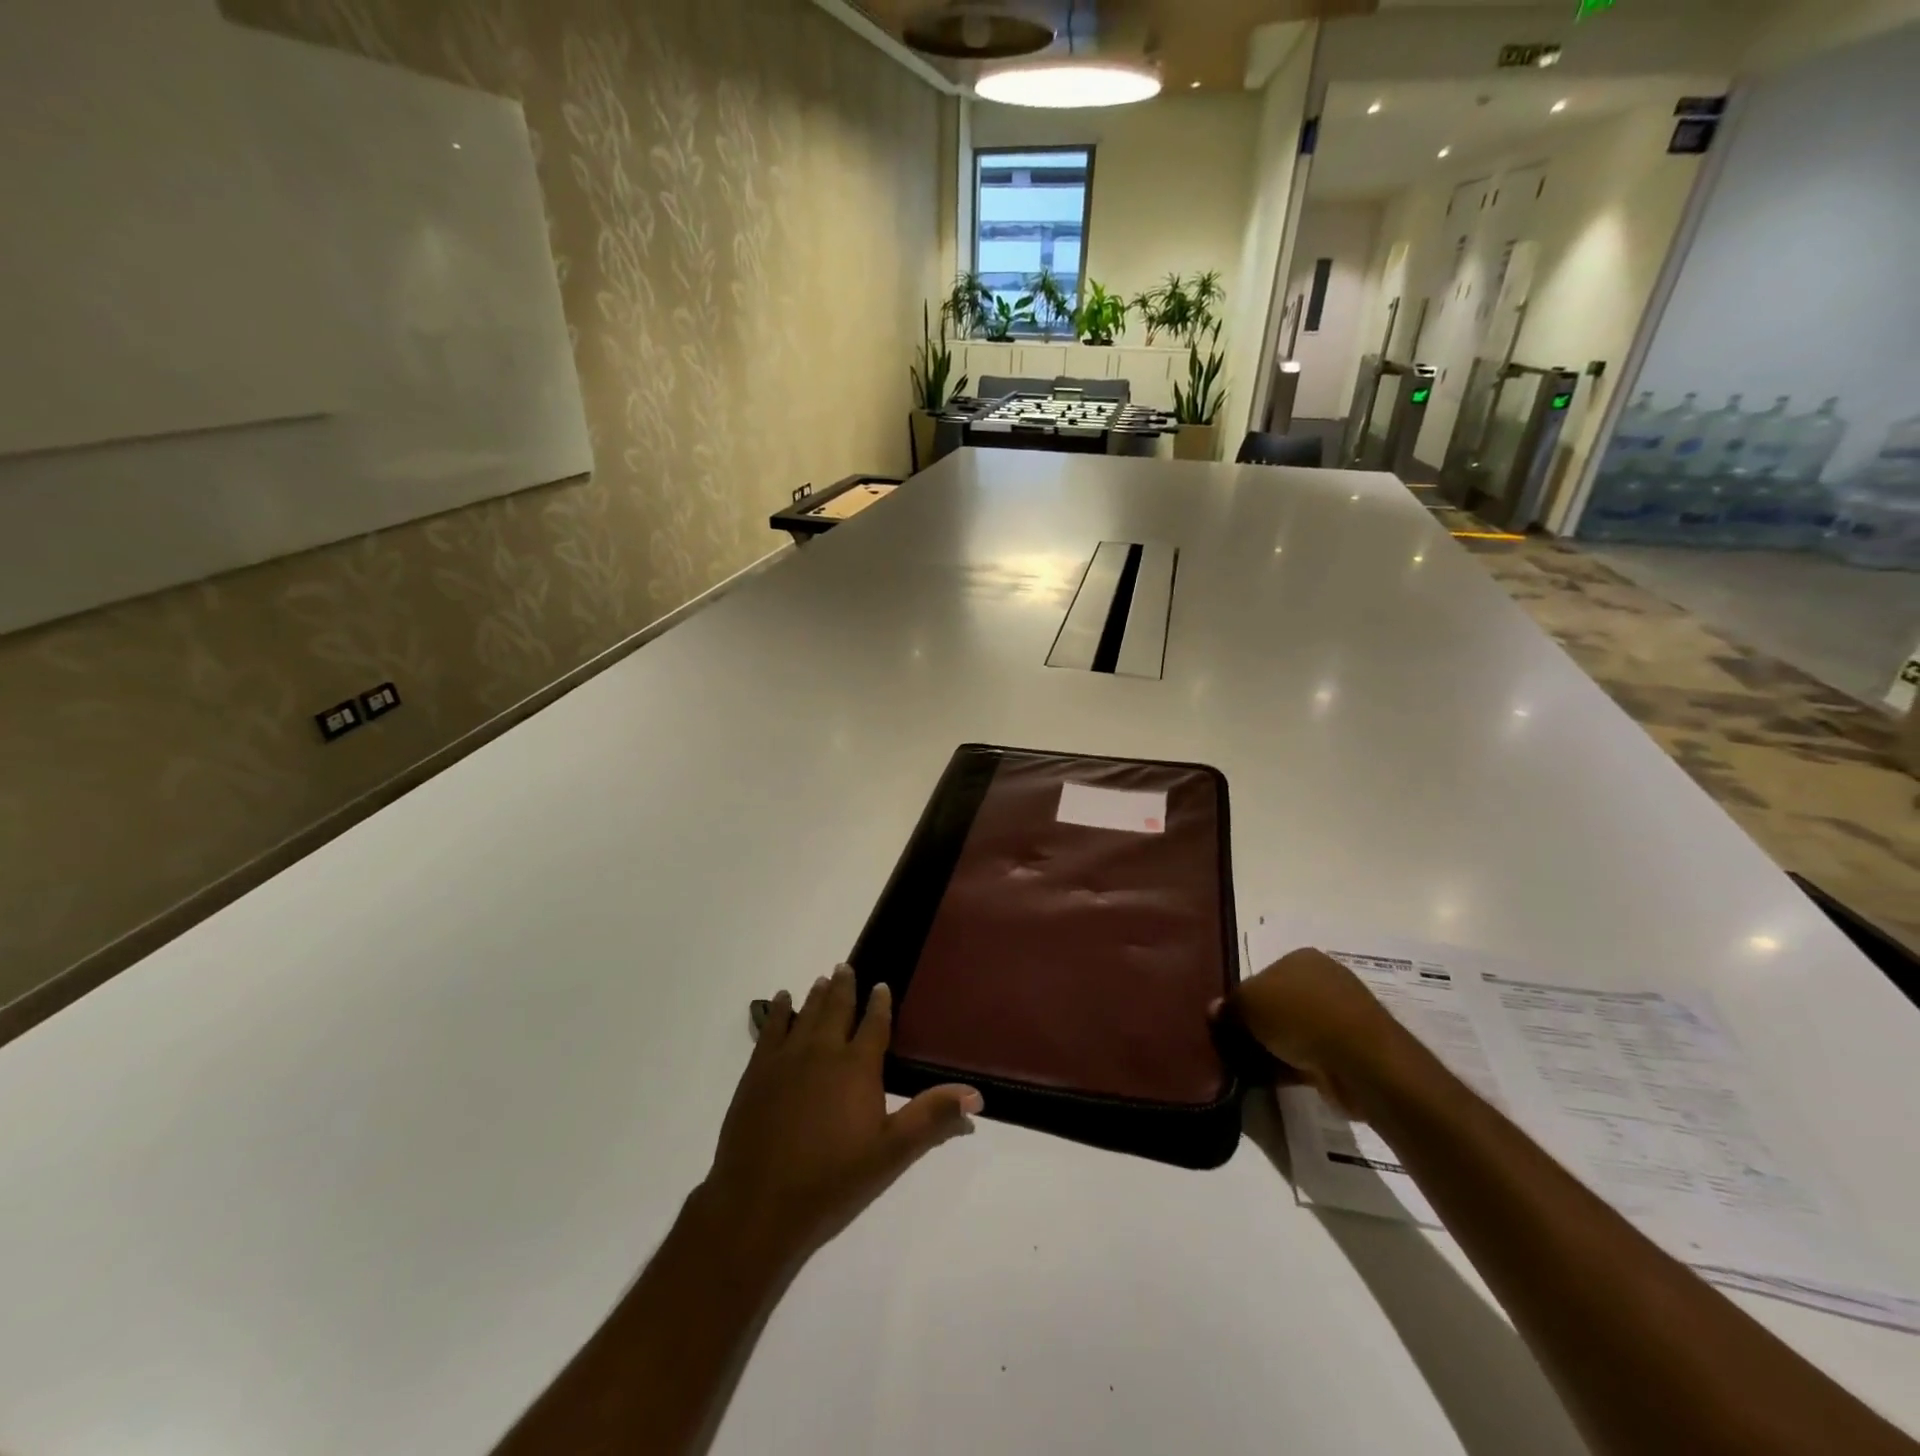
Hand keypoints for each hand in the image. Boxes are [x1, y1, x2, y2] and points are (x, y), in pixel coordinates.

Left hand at [697, 965, 981, 1274]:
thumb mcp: (891, 1153)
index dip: (880, 1003)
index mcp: (857, 1066)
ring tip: (822, 979)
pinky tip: (781, 1000)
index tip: (882, 985)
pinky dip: (778, 1011)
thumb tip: (976, 1094)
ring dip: (816, 995)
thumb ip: (932, 1118)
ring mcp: (786, 1059)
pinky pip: (770, 1029)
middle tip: (846, 967)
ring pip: (805, 1014)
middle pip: (836, 1008)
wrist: (758, 1205)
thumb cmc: (832, 1180)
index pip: (874, 1023)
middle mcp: (822, 1051)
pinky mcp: (757, 1072)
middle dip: (844, 987)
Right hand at [1216, 948, 1411, 1116]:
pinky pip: (1313, 1056)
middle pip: (1280, 1003)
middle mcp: (1325, 979)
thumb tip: (1215, 1010)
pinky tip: (1277, 1079)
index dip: (1243, 999)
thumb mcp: (1247, 1003)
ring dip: (1277, 1048)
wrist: (1360, 1059)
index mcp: (1302, 958)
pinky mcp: (1353, 1050)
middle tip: (1238, 1045)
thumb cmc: (1299, 1015)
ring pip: (1296, 1031)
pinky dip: (1295, 1066)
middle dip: (1261, 1024)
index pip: (1262, 975)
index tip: (1230, 1022)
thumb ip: (1228, 1007)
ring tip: (1253, 1066)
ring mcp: (1343, 1016)